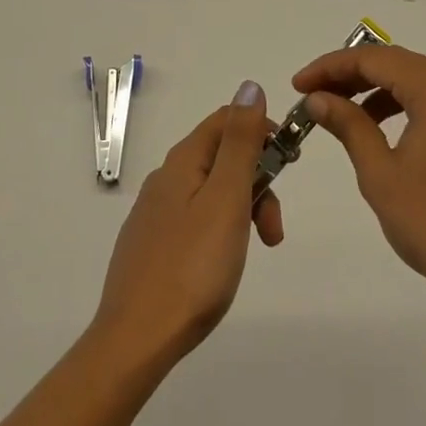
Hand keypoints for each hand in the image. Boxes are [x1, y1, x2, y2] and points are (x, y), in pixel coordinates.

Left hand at [91, 83, 283, 369]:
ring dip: (243, 209)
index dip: (262, 131)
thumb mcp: (227, 198)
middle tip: (274, 229)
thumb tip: (249, 86)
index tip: (288, 164)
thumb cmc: (193, 267)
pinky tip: (222, 263)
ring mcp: (155, 212)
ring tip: (256, 250)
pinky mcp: (152, 244)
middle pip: (221, 157)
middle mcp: (165, 178)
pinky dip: (221, 230)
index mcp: (183, 161)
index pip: (226, 119)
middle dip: (258, 181)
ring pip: (211, 191)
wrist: (136, 339)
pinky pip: (196, 218)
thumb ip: (241, 143)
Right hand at [295, 47, 425, 328]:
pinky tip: (379, 131)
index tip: (298, 85)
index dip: (331, 66)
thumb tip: (318, 98)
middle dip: (351, 75)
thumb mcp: (380, 173)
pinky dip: (402, 108)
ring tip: (340, 113)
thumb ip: (349, 126)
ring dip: (375, 91)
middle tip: (312, 94)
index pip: (375, 59)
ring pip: (417, 83)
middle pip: (398, 65)